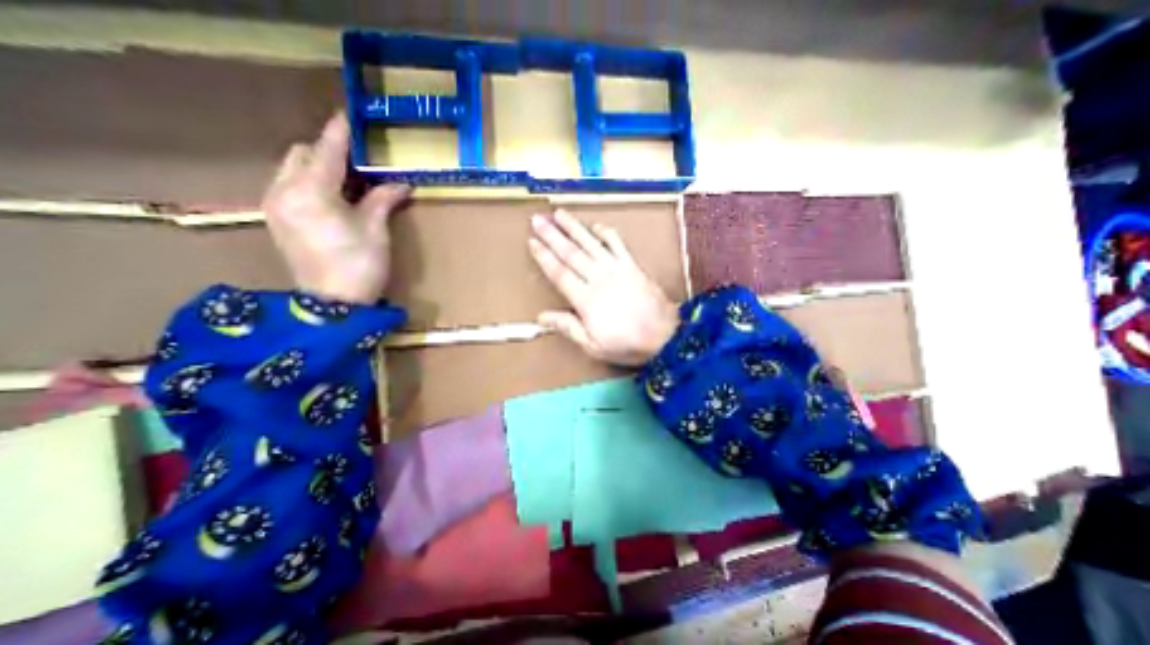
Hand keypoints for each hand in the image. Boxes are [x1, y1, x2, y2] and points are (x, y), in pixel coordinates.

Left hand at [260, 112, 409, 304]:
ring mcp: (275, 205)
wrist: (332, 304)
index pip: (327, 151)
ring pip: (292, 168)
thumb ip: (382, 199)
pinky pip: (289, 185)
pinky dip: (310, 182)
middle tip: (360, 163)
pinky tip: (333, 199)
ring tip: (349, 182)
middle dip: (329, 152)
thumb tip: (401, 183)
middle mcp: (283, 191)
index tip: (350, 116)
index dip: (340, 133)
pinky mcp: (276, 219)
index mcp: (311, 192)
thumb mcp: (376, 230)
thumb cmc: (360, 265)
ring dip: (319, 167)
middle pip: (302, 154)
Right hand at [531, 208, 680, 364]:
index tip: (532, 241)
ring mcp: (617, 269)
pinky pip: (618, 244)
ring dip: (574, 227)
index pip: (560, 273)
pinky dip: (606, 233)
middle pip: (571, 253)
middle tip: (537, 219)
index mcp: (586, 300)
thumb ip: (568, 328)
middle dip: (552, 235)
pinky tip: (596, 226)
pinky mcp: (633, 266)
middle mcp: (599, 278)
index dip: (544, 256)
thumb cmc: (628, 344)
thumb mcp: (594, 345)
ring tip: (559, 213)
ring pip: (591, 243)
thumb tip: (542, 317)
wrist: (666, 337)